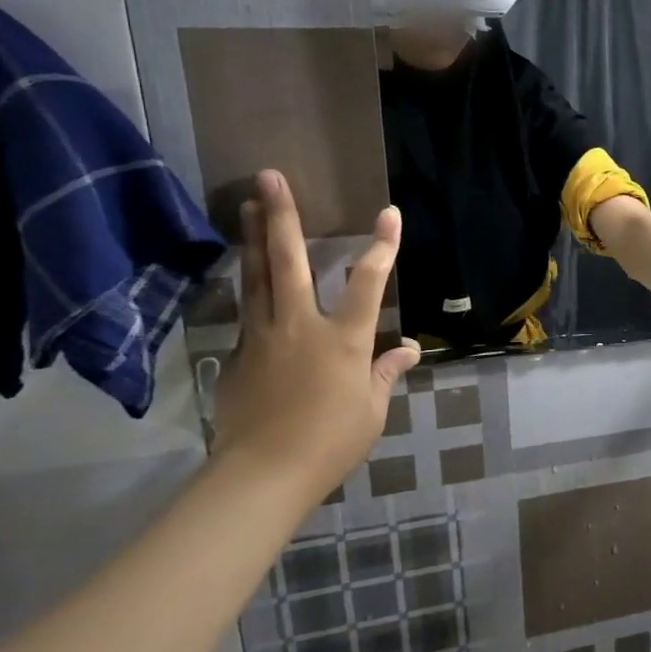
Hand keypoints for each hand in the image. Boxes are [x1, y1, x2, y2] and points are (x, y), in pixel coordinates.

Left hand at [210, 170, 419, 504]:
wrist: (262, 474)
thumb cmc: (331, 441)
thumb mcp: (371, 409)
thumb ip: (385, 373)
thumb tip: (409, 350)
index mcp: (344, 339)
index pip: (368, 282)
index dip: (381, 246)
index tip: (388, 212)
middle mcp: (301, 326)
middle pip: (289, 261)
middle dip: (281, 216)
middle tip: (268, 177)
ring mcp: (265, 337)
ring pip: (257, 277)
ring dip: (252, 238)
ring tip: (246, 205)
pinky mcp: (241, 355)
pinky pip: (248, 310)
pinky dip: (249, 285)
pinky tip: (246, 274)